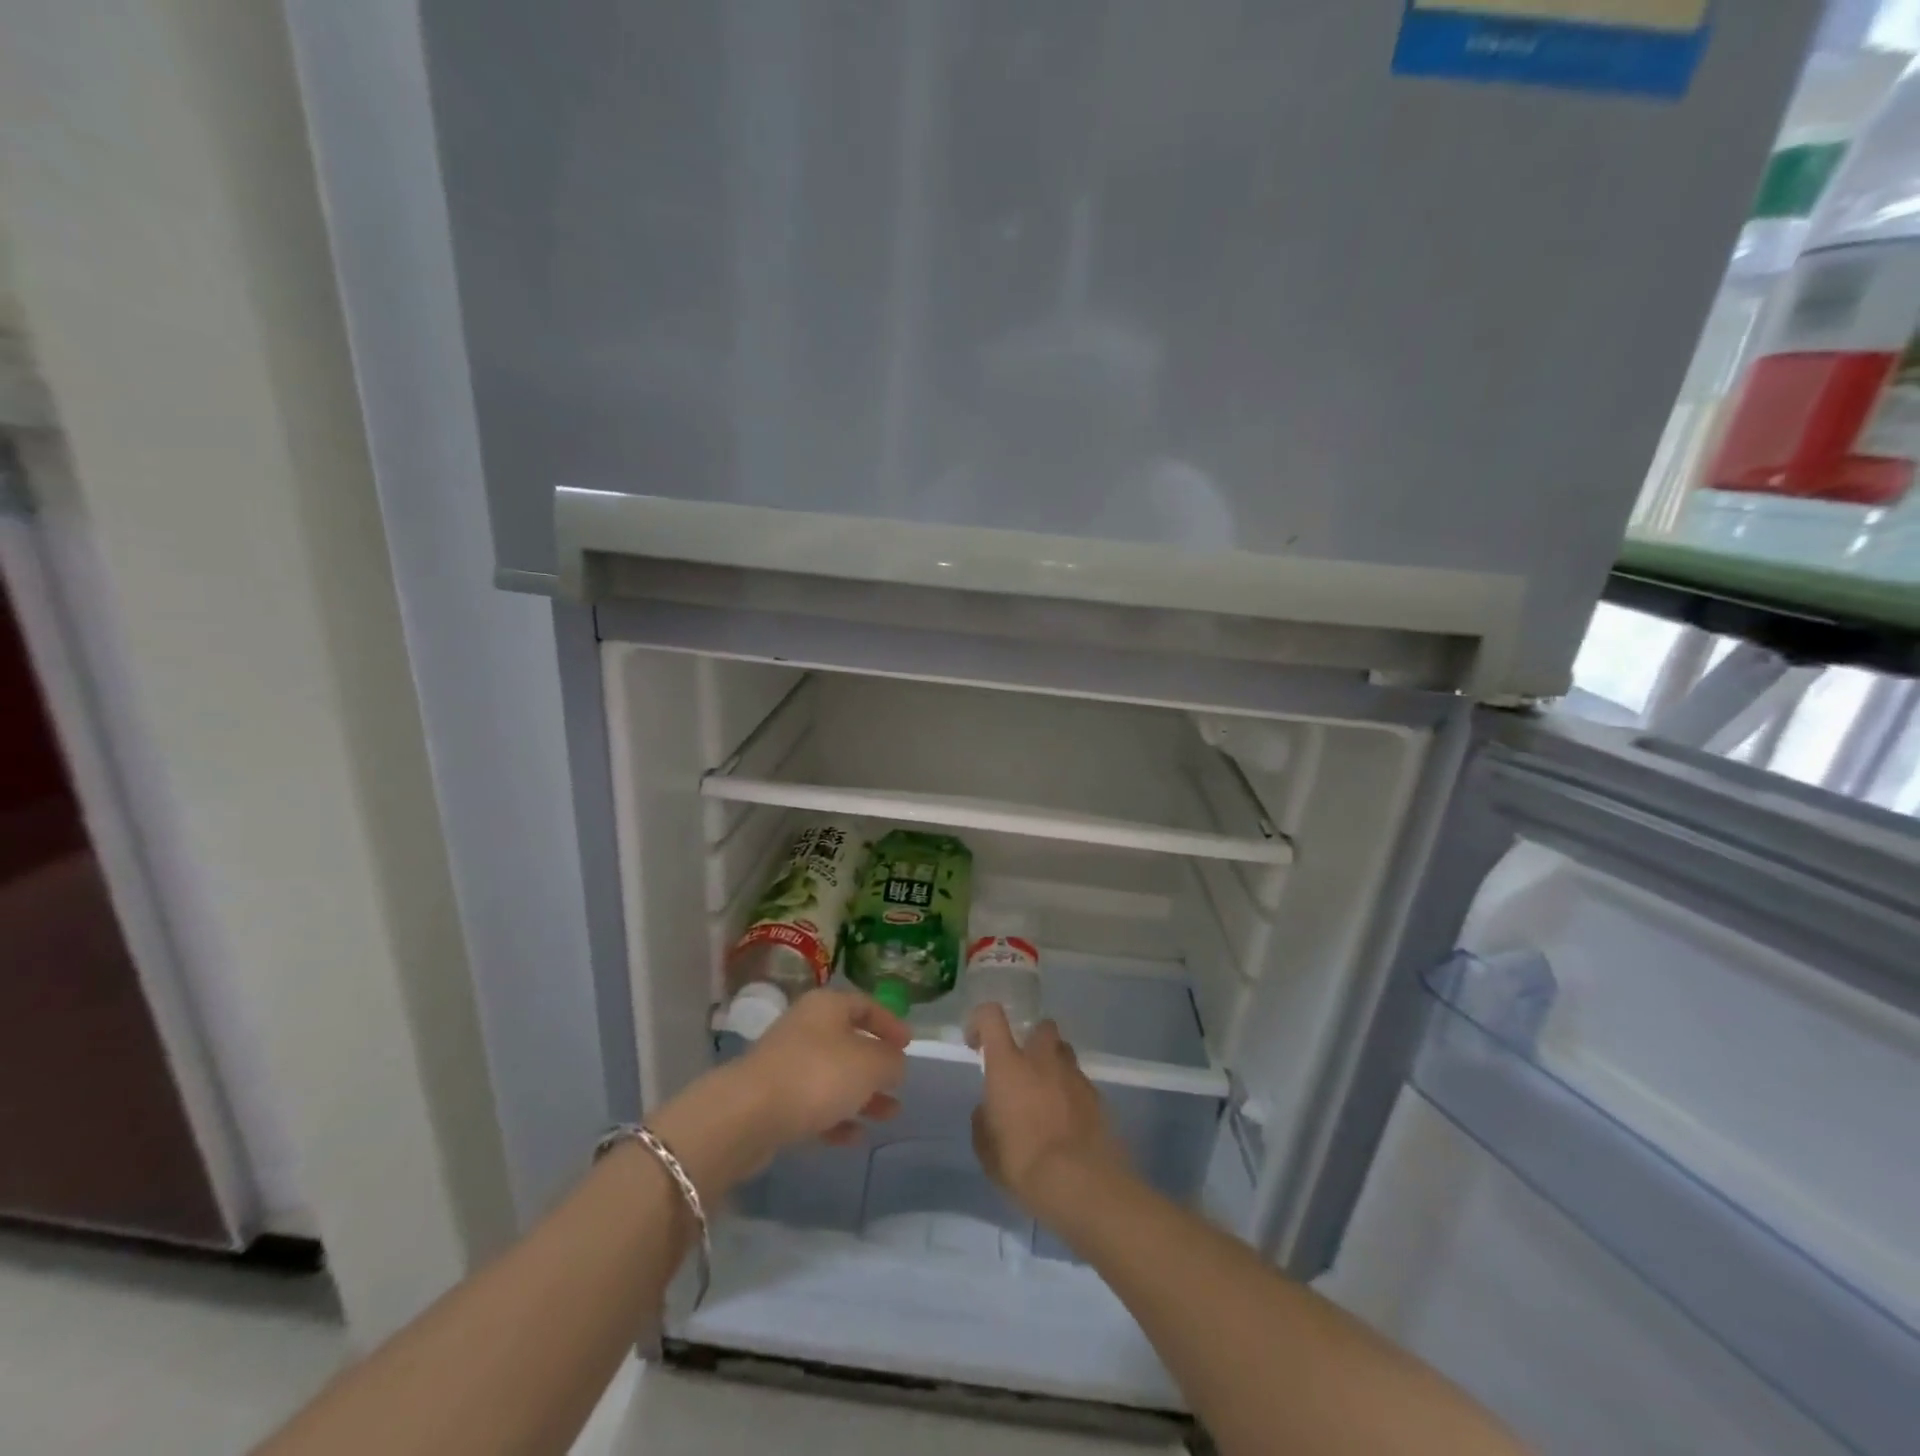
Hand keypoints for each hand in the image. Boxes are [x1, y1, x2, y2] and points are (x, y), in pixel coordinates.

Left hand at [735, 989, 910, 1149]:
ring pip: (833, 1076)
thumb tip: (895, 1063)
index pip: (865, 1005)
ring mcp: (787, 1064)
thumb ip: (891, 1062)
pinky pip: (813, 1105)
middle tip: (899, 1084)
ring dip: (862, 1095)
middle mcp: (806, 1028)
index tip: (909, 1044)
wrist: (748, 1115)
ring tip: (889, 1115)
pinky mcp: (773, 1100)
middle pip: (848, 1042)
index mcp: (827, 1006)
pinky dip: (836, 1118)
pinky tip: (855, 1137)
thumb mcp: (870, 1064)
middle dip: (877, 1065)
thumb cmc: (818, 1075)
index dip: (889, 1023)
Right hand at [968, 1004, 1130, 1220]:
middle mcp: (1042, 1060)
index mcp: (1009, 1065)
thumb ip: (984, 1121)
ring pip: (1064, 1053)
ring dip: (1054, 1066)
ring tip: (1047, 1097)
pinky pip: (1080, 1084)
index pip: (991, 1016)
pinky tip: (1068, 1123)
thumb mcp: (987, 1150)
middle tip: (1023, 1069)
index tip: (976, 1043)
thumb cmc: (1024, 1163)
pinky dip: (1072, 1094)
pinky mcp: (1098, 1097)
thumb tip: (987, 1110)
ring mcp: (1074, 1076)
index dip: (980, 1021)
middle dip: (1032, 1040)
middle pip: (1041, 1027)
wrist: (1083, 1184)